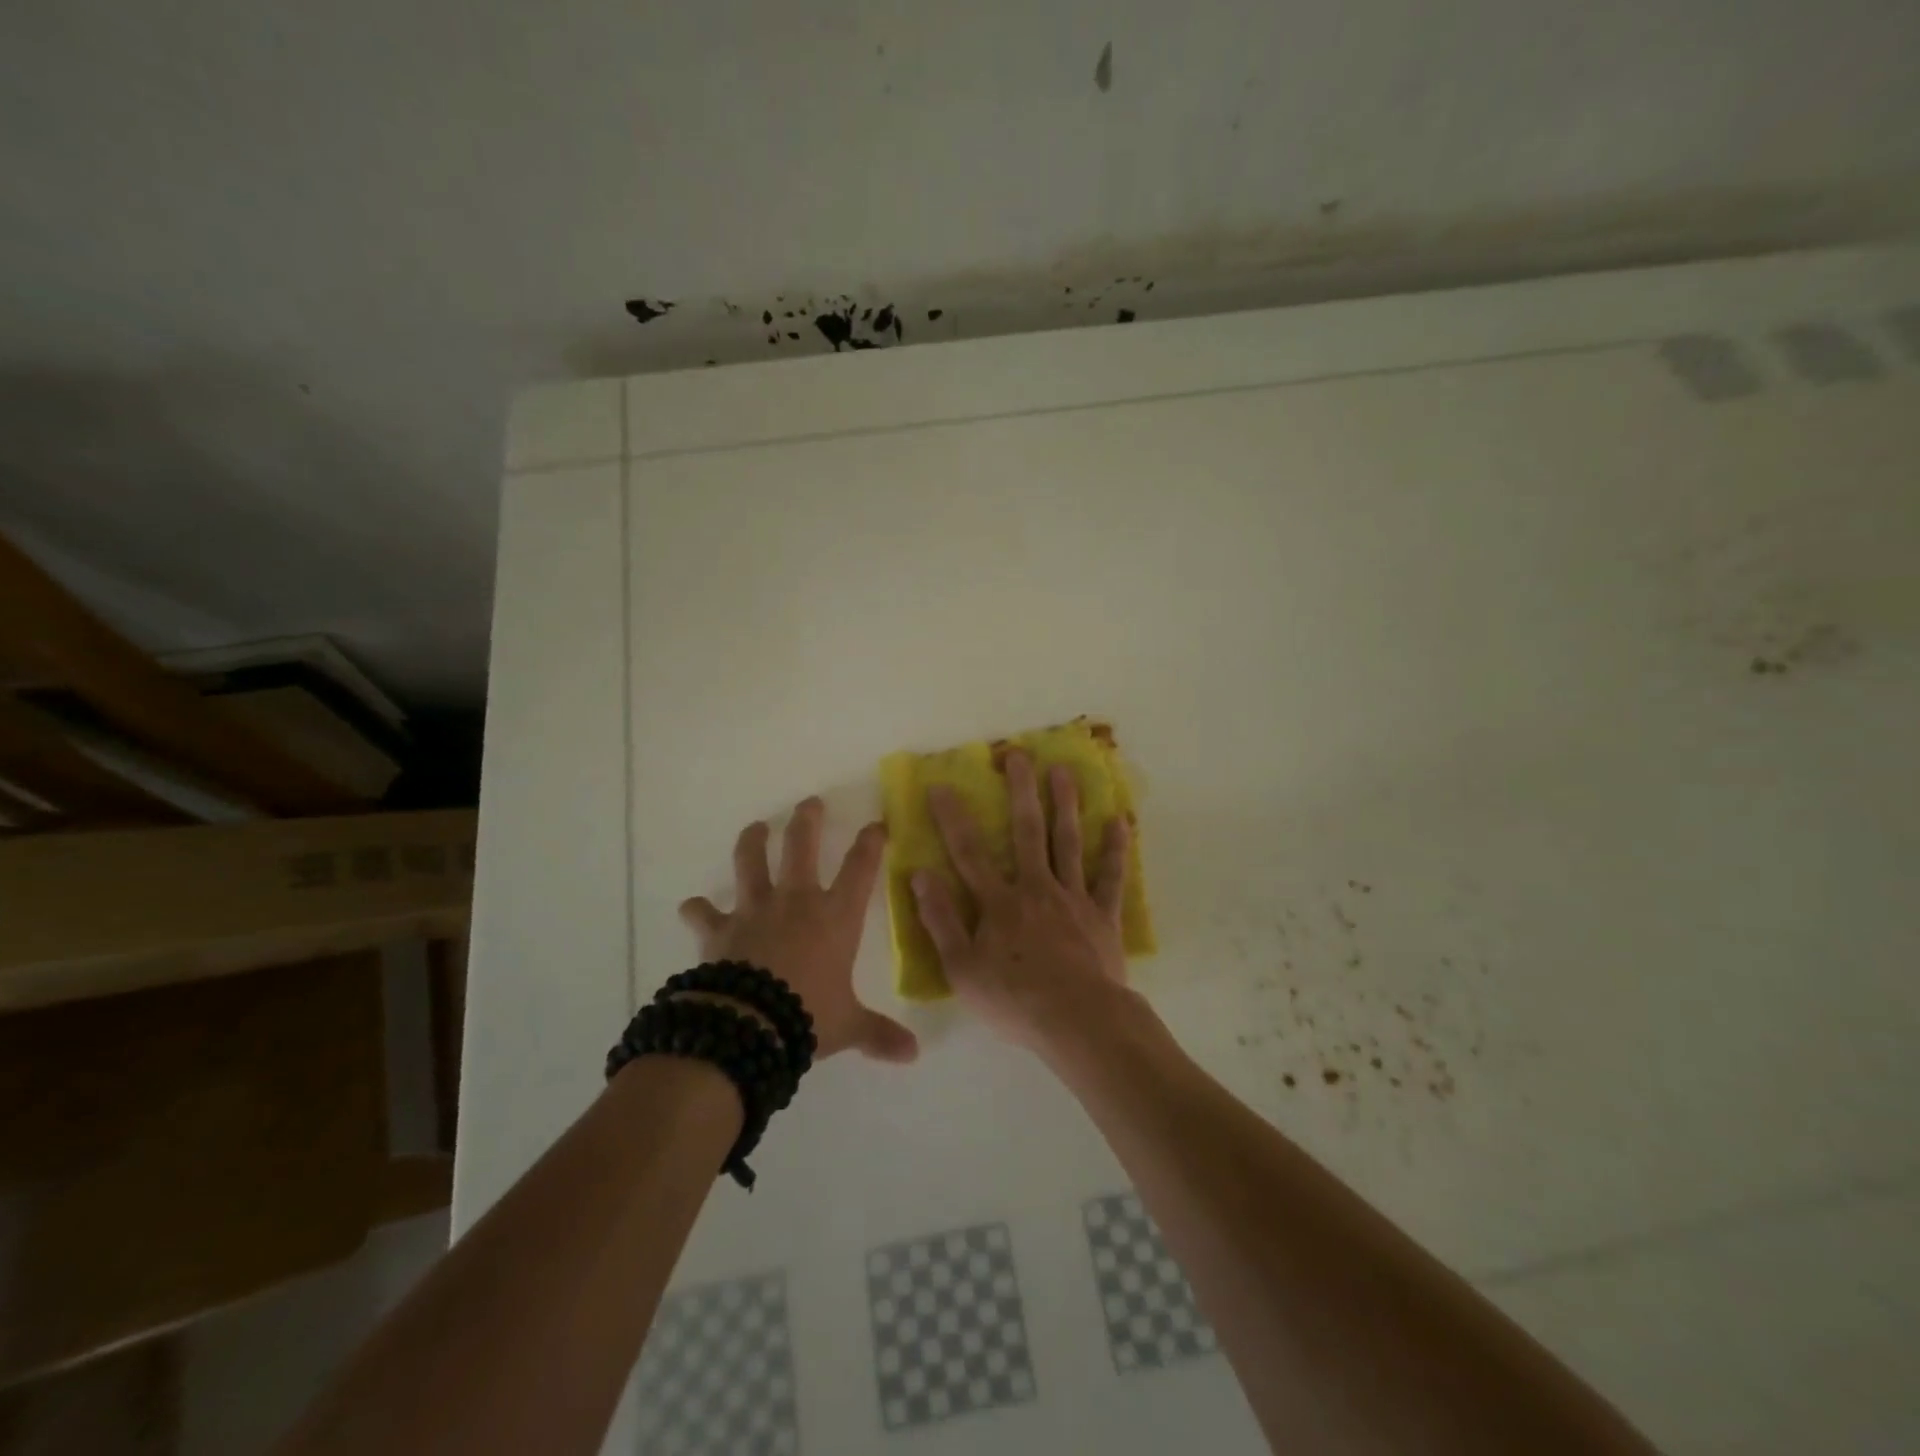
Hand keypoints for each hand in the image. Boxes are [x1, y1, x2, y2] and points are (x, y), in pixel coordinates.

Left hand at [679, 798, 918, 1063]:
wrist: (749, 1026)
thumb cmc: (808, 1017)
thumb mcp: (848, 1026)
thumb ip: (879, 1035)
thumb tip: (914, 1055)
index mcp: (835, 916)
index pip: (860, 868)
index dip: (871, 842)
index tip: (877, 823)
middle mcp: (796, 901)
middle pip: (802, 846)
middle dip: (808, 820)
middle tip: (810, 803)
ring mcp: (755, 910)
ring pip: (751, 862)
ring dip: (753, 841)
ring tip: (756, 827)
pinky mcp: (720, 929)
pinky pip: (704, 913)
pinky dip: (698, 909)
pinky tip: (692, 906)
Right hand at [913, 751, 1134, 1055]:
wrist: (1077, 1022)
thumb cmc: (1013, 1000)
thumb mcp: (961, 968)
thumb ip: (940, 920)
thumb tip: (920, 875)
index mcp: (999, 902)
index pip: (968, 852)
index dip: (952, 818)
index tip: (941, 785)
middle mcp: (1036, 888)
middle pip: (1027, 832)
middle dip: (1021, 791)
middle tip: (1018, 755)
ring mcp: (1073, 898)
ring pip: (1069, 842)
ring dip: (1065, 804)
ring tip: (1064, 770)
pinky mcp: (1103, 916)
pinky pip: (1110, 877)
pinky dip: (1116, 849)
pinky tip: (1121, 821)